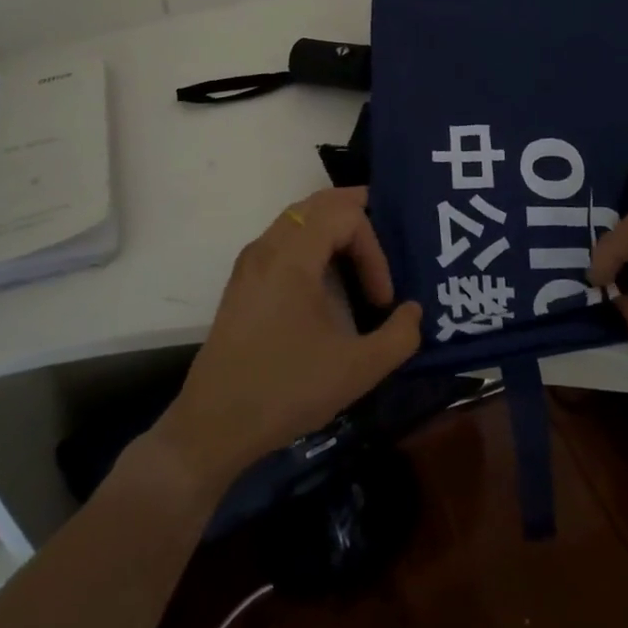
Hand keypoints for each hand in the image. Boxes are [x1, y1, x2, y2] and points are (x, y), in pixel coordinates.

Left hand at [156, 187, 422, 490]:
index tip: (382, 299)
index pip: (345, 216)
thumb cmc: (286, 390)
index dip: (374, 249)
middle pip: (318, 202)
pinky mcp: (242, 282)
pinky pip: (283, 238)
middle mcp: (267, 246)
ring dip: (332, 226)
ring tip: (361, 254)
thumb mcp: (357, 370)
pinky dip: (311, 240)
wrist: (213, 425)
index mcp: (292, 256)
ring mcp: (250, 262)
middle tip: (388, 231)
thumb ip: (399, 337)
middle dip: (356, 212)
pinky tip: (326, 276)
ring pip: (297, 217)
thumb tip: (413, 311)